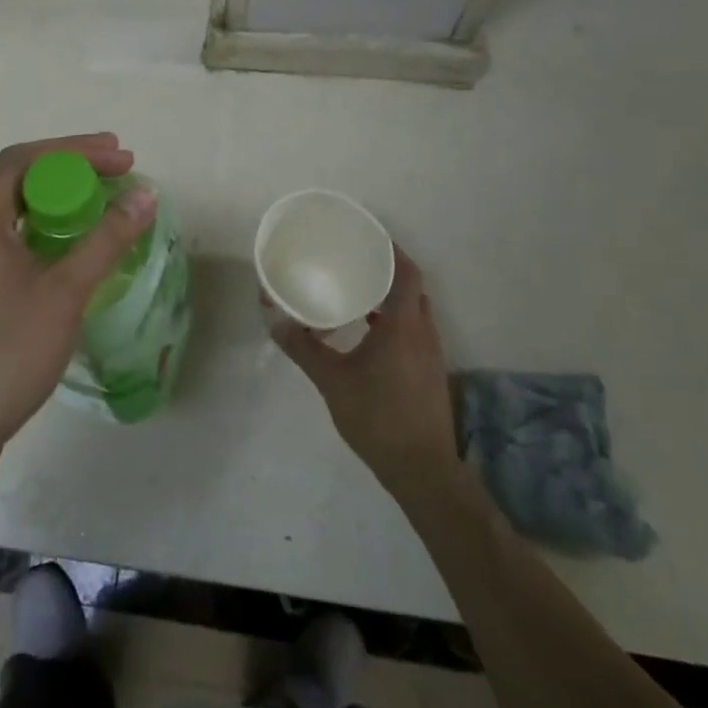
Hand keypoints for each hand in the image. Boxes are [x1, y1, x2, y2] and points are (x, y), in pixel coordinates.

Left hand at [0, 133, 157, 470]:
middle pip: (12, 176)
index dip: (77, 150)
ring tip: (92, 198)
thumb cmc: (6, 353)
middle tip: (113, 170)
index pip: (25, 159)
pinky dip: (31, 224)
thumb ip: (106, 239)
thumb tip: (144, 195)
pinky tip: (58, 243)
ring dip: (47, 195)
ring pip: (2, 206)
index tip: (122, 157)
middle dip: (65, 166)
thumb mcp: (65, 293)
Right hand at [270, 246, 458, 491]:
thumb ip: (304, 349)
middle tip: (354, 261)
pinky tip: (367, 333)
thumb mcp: (332, 381)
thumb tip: (276, 322)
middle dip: (387, 271)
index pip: (407, 273)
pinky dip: (394, 321)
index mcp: (404, 326)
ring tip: (356, 291)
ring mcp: (431, 354)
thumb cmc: (377, 417)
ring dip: (390, 298)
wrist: (422, 469)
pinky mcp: (429, 373)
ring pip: (414, 311)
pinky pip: (414, 331)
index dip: (392, 251)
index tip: (368, 238)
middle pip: (412, 288)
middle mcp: (423, 333)